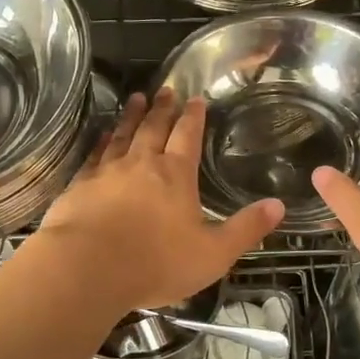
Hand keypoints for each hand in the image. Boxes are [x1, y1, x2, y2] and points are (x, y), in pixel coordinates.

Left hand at [35, 88, 283, 315]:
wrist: (88, 269)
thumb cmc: (156, 263)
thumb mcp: (213, 253)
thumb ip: (245, 229)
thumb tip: (279, 206)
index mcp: (176, 176)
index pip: (187, 136)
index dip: (194, 117)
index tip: (196, 99)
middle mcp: (141, 165)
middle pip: (154, 128)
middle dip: (162, 108)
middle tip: (166, 89)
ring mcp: (107, 173)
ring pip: (122, 136)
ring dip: (131, 116)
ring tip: (135, 99)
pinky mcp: (80, 187)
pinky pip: (94, 156)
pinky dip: (100, 142)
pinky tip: (102, 136)